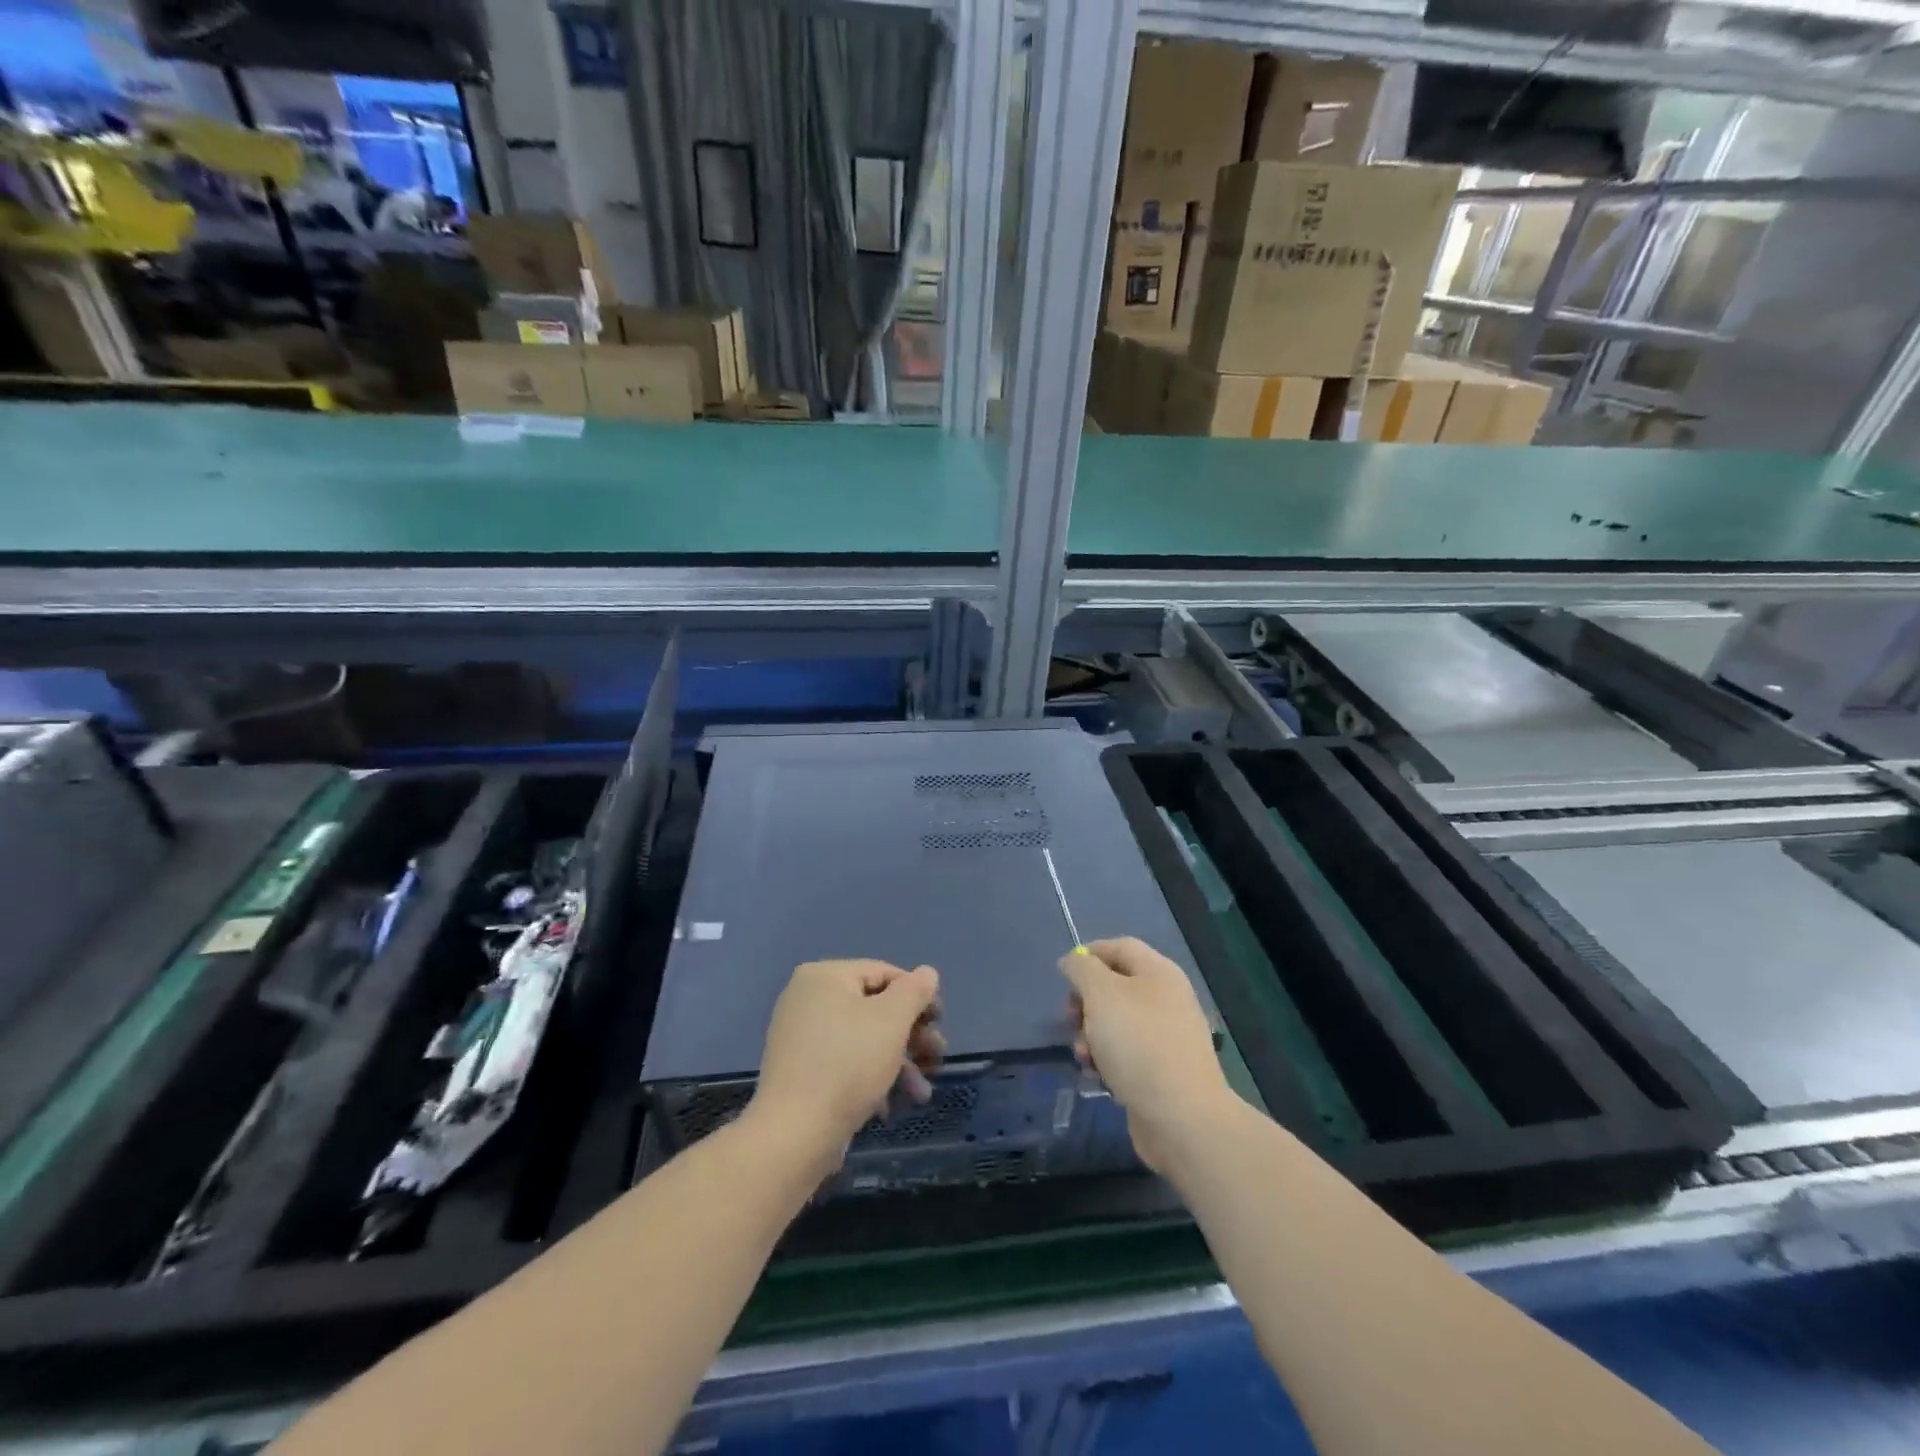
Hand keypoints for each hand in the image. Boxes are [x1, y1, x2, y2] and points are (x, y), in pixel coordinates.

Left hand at [749, 960, 944, 1171]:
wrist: (794, 1135)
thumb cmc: (848, 1064)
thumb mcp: (892, 1021)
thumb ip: (914, 991)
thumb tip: (927, 972)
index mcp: (824, 976)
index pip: (884, 973)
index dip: (918, 995)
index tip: (940, 1022)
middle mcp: (807, 999)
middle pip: (875, 1008)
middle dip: (911, 1036)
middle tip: (937, 1058)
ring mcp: (800, 1037)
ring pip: (864, 1039)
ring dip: (899, 1063)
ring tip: (921, 1093)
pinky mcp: (800, 1072)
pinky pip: (845, 1062)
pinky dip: (871, 1078)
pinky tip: (889, 1107)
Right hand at [1061, 938, 1234, 1172]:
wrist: (1182, 1118)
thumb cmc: (1138, 1043)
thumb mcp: (1101, 994)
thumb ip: (1081, 969)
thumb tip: (1073, 961)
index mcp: (1158, 972)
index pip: (1119, 947)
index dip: (1088, 955)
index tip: (1063, 976)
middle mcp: (1165, 999)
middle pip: (1114, 986)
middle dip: (1085, 1002)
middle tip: (1069, 1019)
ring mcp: (1165, 1037)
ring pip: (1115, 1023)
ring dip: (1090, 1036)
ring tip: (1082, 1056)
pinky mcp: (1161, 1071)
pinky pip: (1125, 1054)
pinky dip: (1106, 1060)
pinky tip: (1096, 1076)